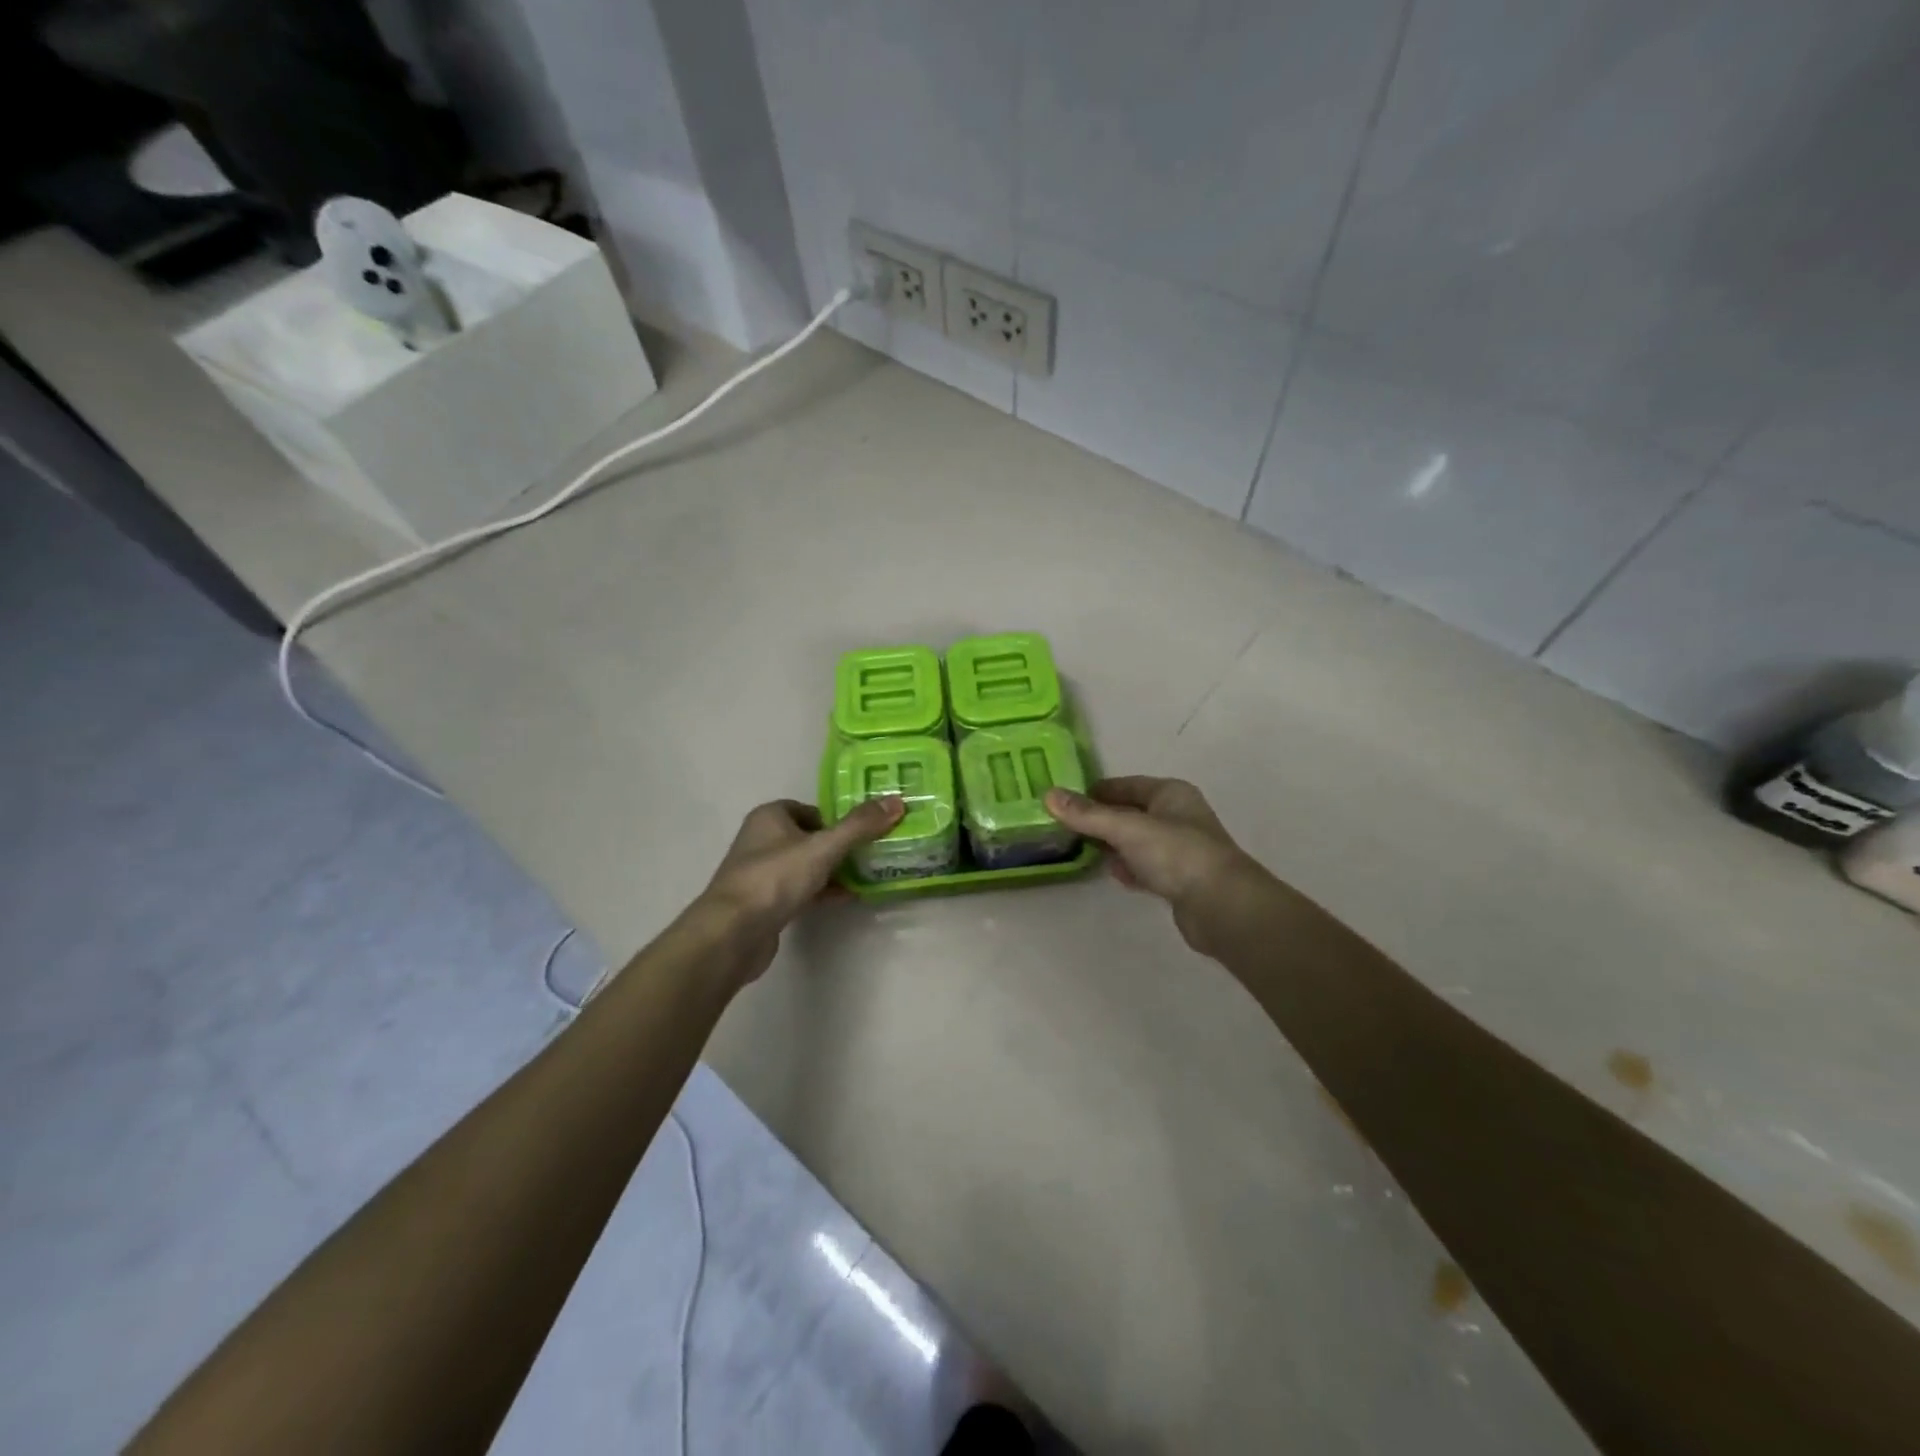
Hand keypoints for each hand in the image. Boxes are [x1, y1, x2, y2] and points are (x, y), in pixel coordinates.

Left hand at [699, 796, 903, 981]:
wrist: (733, 933)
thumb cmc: (776, 878)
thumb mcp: (823, 847)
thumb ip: (860, 826)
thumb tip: (897, 801)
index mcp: (770, 817)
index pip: (812, 809)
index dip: (839, 819)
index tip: (866, 831)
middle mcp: (762, 840)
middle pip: (811, 837)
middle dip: (840, 846)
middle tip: (873, 853)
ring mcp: (762, 873)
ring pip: (806, 865)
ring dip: (833, 870)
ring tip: (868, 875)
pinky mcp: (765, 903)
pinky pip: (800, 890)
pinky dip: (822, 891)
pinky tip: (847, 898)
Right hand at [1044, 776, 1265, 955]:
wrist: (1221, 906)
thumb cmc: (1176, 854)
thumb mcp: (1126, 828)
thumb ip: (1088, 815)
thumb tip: (1048, 795)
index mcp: (1170, 793)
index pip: (1126, 784)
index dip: (1096, 791)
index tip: (1065, 801)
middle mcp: (1177, 816)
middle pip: (1130, 812)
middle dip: (1101, 819)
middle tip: (1066, 828)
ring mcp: (1180, 849)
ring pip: (1137, 841)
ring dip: (1114, 845)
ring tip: (1083, 850)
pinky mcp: (1180, 879)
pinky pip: (1146, 866)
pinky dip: (1130, 868)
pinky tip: (1115, 875)